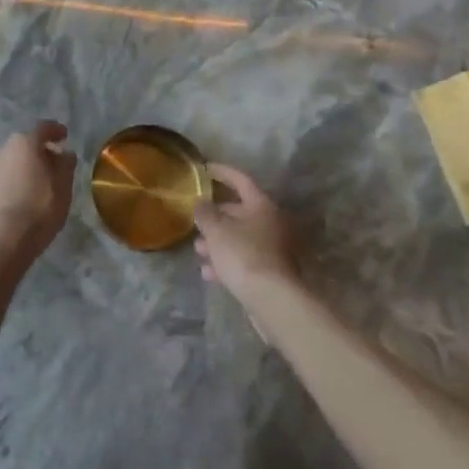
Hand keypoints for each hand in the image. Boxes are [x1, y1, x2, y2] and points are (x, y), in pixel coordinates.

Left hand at [0, 121, 76, 271]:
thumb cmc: (38, 209)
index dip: (56, 130)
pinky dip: (14, 182)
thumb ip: (65, 165)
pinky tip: (23, 198)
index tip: (64, 136)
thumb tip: (64, 153)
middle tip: (55, 164)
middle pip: (26, 144)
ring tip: (39, 184)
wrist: (0, 241)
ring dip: (26, 168)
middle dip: (40, 151)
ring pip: (13, 162)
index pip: (43, 128)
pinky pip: (4, 179)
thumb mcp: (63, 187)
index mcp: (25, 143)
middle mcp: (3, 150)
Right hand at [194, 165, 300, 300]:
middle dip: (214, 217)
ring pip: (239, 238)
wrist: (272, 300)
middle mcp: (270, 223)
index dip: (222, 172)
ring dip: (217, 242)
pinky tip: (208, 273)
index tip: (205, 168)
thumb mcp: (216, 229)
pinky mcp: (269, 272)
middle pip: (239, 212)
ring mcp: (272, 249)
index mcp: (261, 206)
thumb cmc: (243, 254)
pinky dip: (226, 262)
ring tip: (198, 251)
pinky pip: (243, 259)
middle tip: (195, 221)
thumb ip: (205, 213)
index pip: (240, 180)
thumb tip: (200, 204)